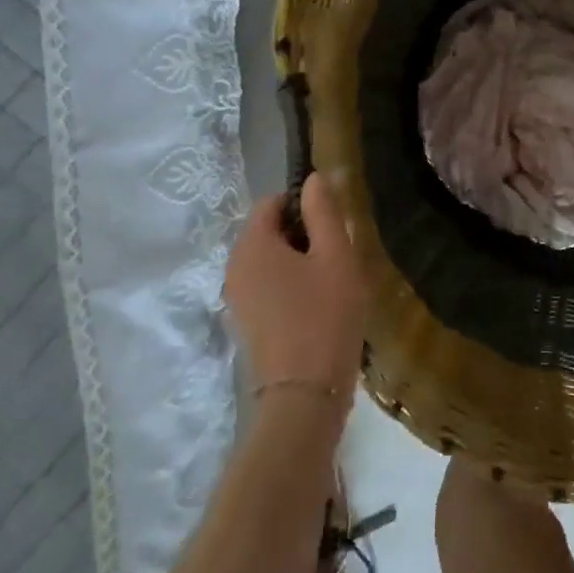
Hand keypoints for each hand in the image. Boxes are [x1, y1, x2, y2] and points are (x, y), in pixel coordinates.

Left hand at [223, 172, 366, 397]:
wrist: (305, 394)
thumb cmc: (325, 316)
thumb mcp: (336, 256)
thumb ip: (324, 212)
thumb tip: (315, 178)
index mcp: (251, 245)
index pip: (273, 202)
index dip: (305, 204)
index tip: (334, 225)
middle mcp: (234, 267)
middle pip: (270, 231)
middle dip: (305, 234)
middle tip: (339, 255)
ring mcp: (238, 297)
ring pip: (272, 260)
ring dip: (301, 261)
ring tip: (333, 282)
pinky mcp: (248, 322)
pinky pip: (270, 286)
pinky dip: (292, 285)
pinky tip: (320, 305)